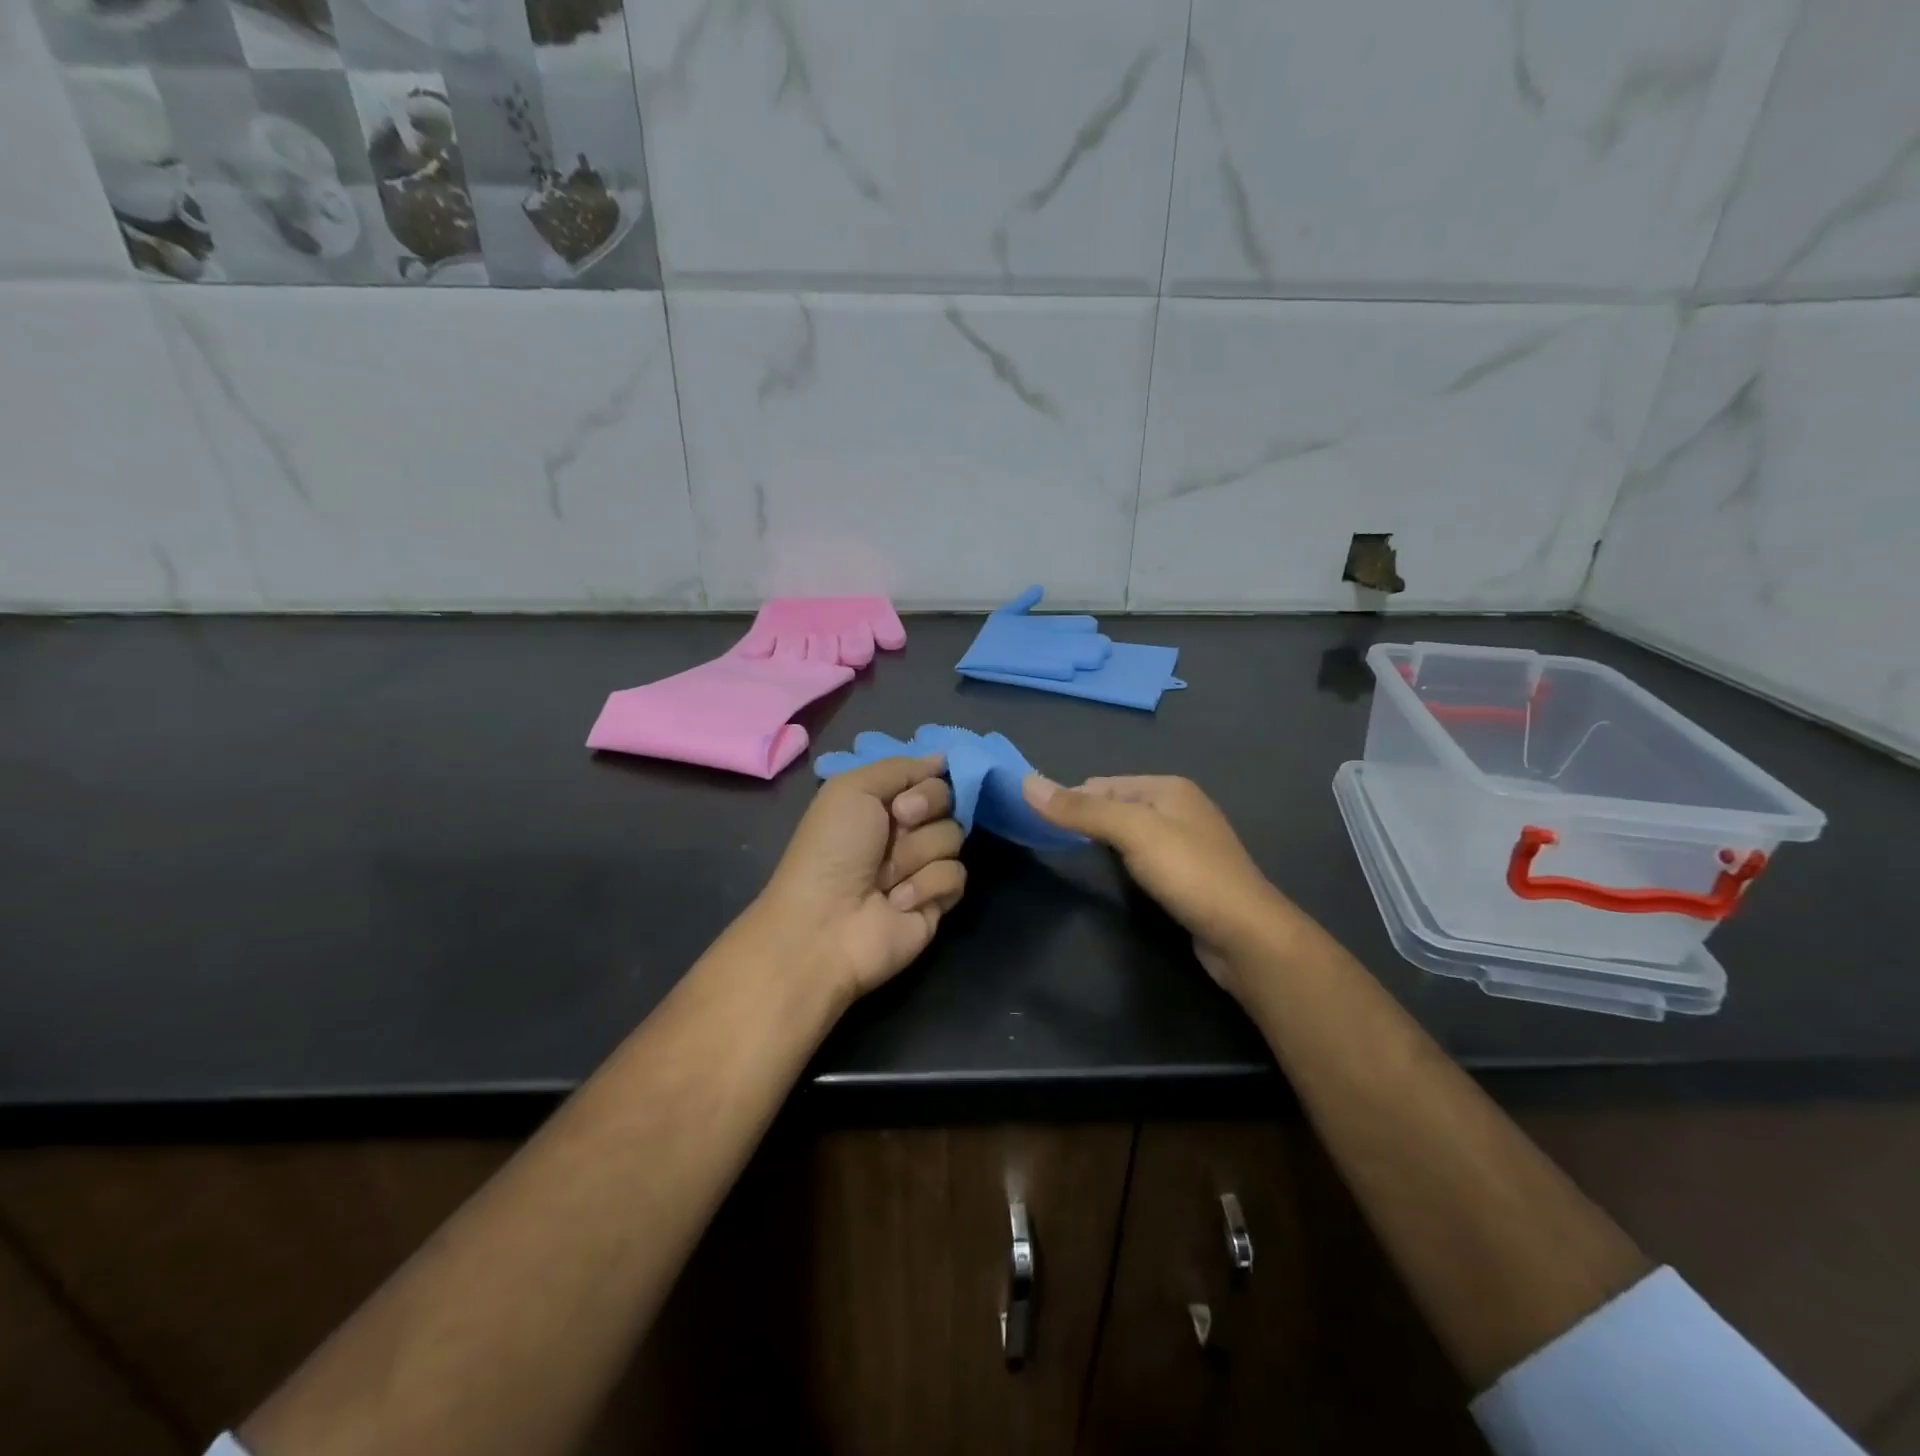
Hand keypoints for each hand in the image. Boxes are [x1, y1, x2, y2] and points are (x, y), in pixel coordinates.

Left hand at [751, 755, 967, 1006]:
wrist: (825, 924)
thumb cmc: (831, 849)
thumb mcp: (852, 789)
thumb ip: (900, 767)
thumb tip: (942, 758)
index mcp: (881, 802)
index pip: (930, 777)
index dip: (927, 783)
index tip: (906, 796)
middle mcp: (904, 830)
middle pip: (949, 802)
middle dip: (925, 810)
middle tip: (898, 825)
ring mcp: (922, 866)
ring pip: (954, 838)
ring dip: (917, 854)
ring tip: (886, 877)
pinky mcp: (937, 900)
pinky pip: (956, 876)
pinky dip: (927, 886)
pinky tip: (898, 901)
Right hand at [1022, 774, 1302, 990]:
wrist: (1245, 935)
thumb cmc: (1188, 873)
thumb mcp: (1131, 832)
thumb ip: (1081, 809)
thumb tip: (1026, 782)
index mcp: (1168, 788)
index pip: (1103, 784)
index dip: (1071, 800)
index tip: (1039, 824)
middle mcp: (1180, 807)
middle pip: (1116, 806)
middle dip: (1086, 820)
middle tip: (1052, 845)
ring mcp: (1187, 843)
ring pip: (1130, 833)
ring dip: (1104, 842)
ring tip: (1077, 861)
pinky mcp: (1189, 875)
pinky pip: (1144, 857)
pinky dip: (1124, 862)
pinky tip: (1116, 879)